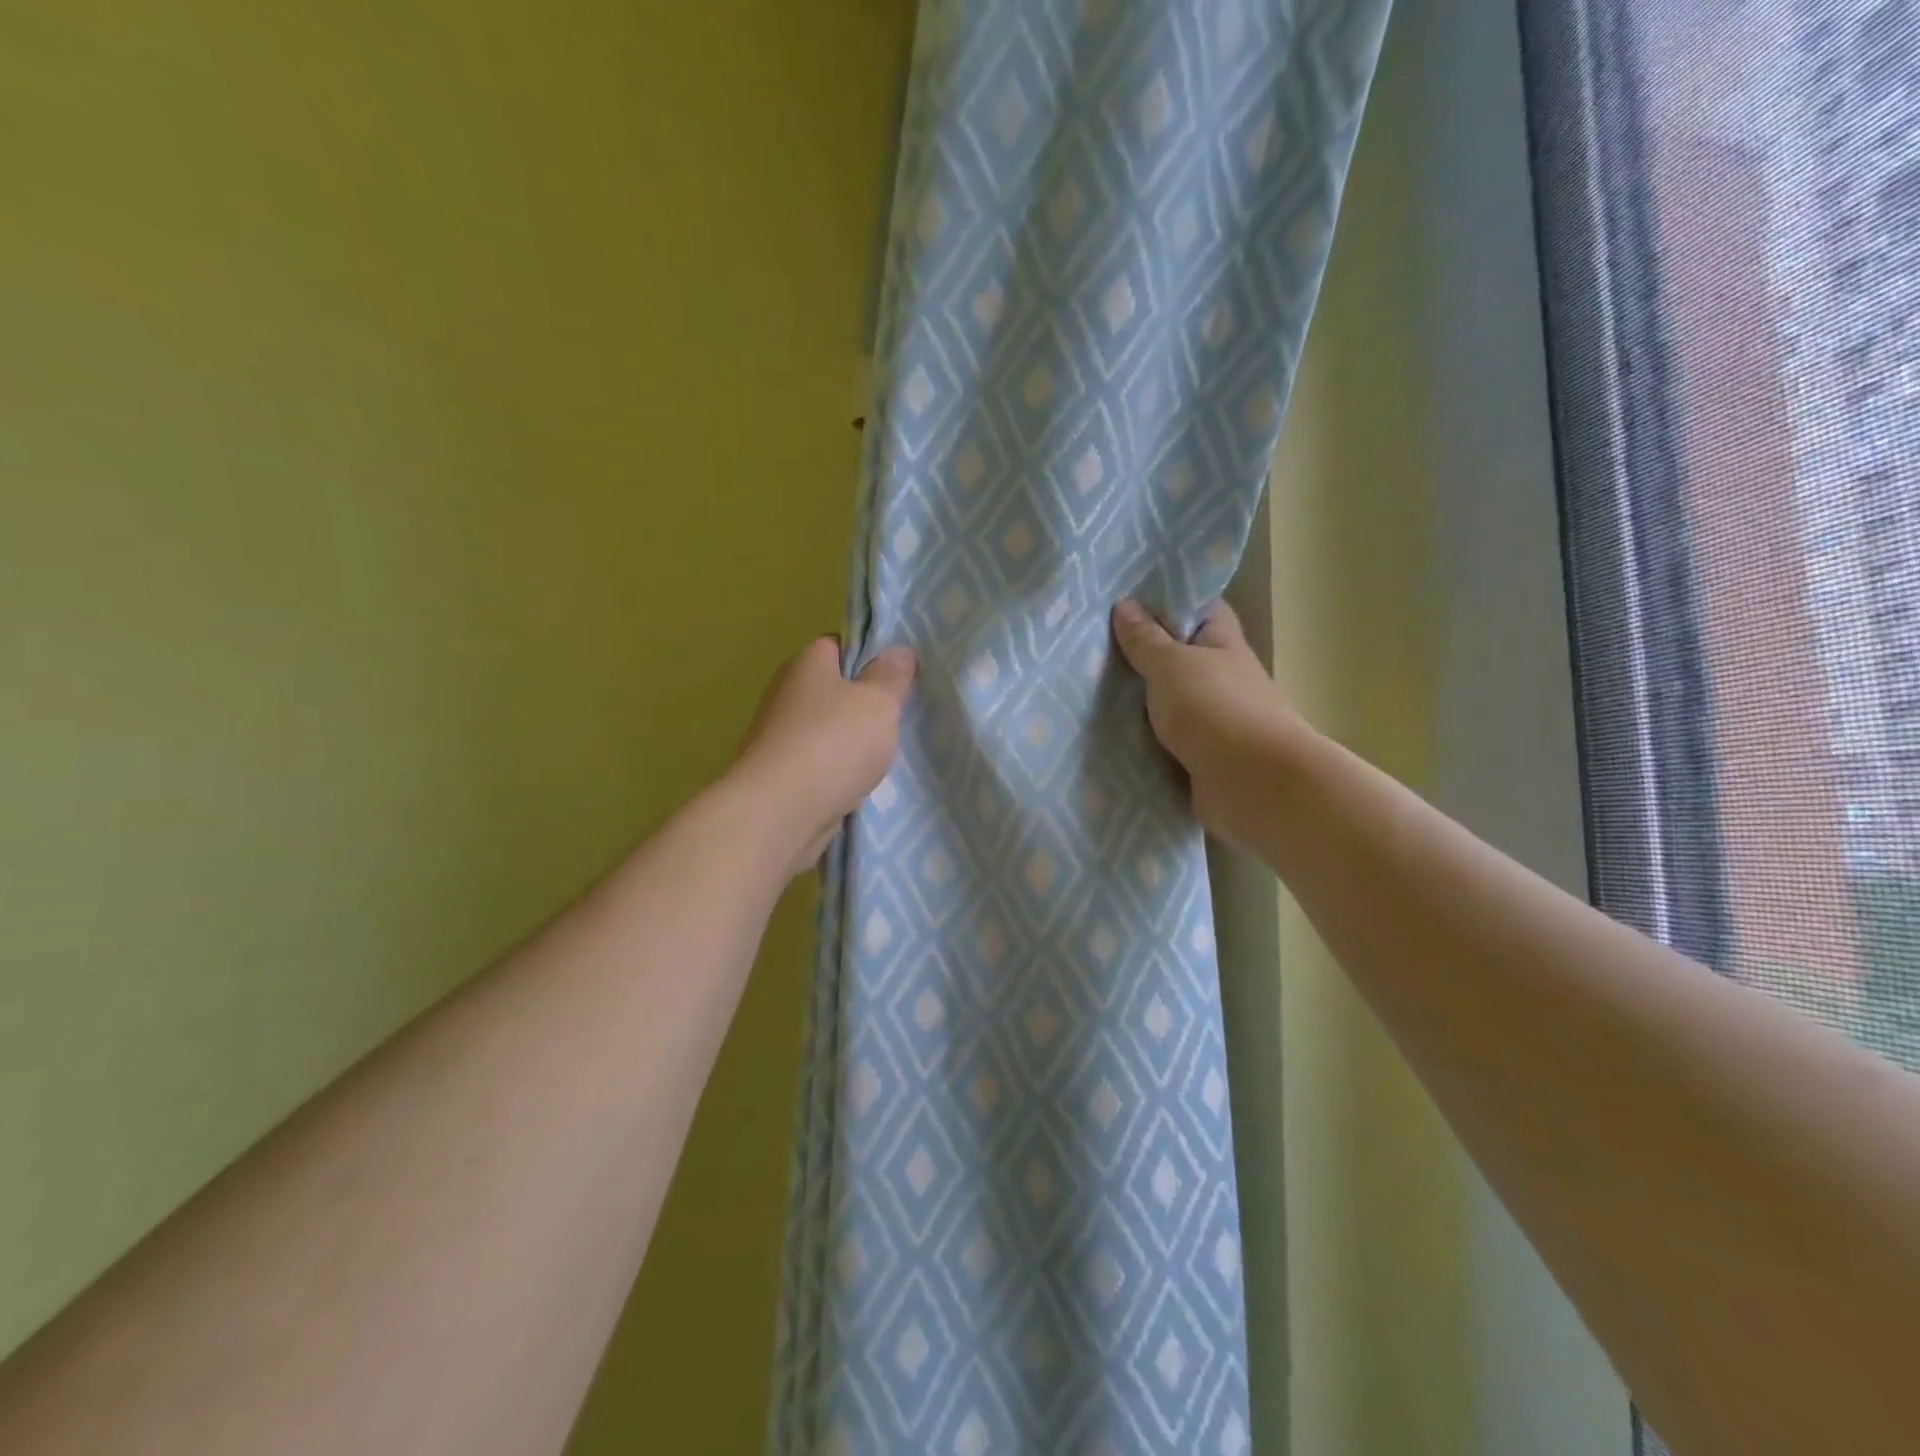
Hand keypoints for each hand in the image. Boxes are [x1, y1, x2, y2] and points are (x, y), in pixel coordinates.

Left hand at [730, 637, 915, 875]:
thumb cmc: (834, 743)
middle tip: (900, 717)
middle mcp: (787, 694)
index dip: (869, 656)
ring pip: (828, 731)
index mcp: (807, 663)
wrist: (781, 812)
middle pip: (834, 690)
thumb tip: (899, 650)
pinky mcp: (781, 775)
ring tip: (888, 755)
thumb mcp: (878, 702)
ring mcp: (780, 737)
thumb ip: (892, 676)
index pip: (838, 645)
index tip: (898, 676)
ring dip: (853, 743)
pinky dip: (838, 773)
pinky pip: (820, 765)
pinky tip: (862, 785)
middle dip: (865, 704)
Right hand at [1111, 598, 1297, 849]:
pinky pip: (1162, 741)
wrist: (1255, 785)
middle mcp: (1219, 677)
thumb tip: (1125, 604)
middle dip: (1138, 653)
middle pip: (1176, 657)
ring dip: (1135, 701)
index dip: (1166, 600)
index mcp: (1221, 643)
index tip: (1123, 598)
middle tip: (1087, 645)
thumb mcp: (1172, 665)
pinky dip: (1140, 739)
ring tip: (1083, 687)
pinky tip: (1102, 732)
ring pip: (1165, 702)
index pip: (1198, 608)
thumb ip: (1145, 639)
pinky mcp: (1199, 758)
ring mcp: (1212, 720)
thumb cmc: (1216, 710)